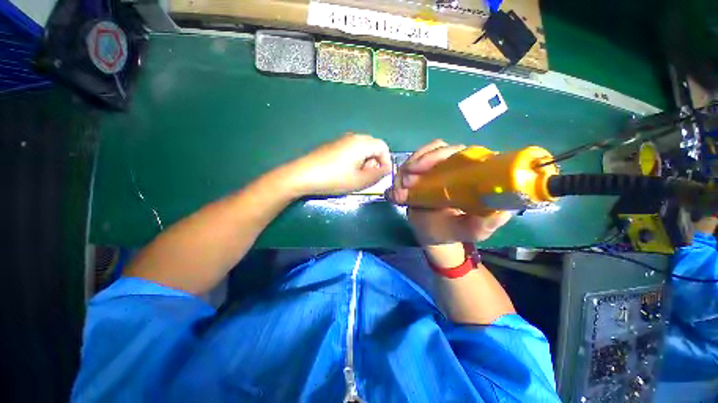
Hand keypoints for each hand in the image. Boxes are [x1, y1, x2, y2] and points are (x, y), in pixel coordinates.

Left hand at [286, 133, 391, 195]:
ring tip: (357, 176)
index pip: (383, 147)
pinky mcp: (333, 146)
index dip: (386, 161)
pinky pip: (351, 150)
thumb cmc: (334, 179)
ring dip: (365, 161)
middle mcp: (353, 137)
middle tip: (368, 176)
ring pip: (361, 148)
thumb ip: (377, 175)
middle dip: (375, 161)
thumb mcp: (359, 181)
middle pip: (372, 146)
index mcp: (361, 143)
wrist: (303, 175)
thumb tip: (386, 169)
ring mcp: (341, 140)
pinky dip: (355, 160)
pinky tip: (345, 172)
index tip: (382, 175)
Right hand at [389, 139, 511, 245]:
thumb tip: (501, 210)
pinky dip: (403, 172)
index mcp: (475, 173)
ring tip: (400, 187)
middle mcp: (457, 164)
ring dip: (409, 166)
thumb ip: (485, 224)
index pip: (462, 152)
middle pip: (440, 149)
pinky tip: (398, 186)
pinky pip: (412, 163)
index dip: (440, 156)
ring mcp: (438, 166)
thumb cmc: (452, 231)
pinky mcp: (423, 172)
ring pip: (424, 153)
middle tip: (406, 181)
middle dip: (420, 162)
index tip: (421, 169)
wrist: (431, 233)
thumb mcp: (471, 231)